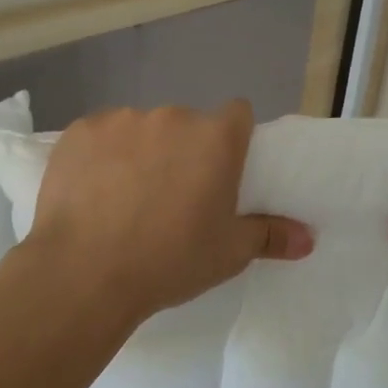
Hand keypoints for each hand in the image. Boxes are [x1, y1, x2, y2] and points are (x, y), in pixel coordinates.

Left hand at [25, 101, 313, 323]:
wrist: (84, 273)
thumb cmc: (169, 260)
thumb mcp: (229, 253)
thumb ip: (270, 236)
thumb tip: (308, 239)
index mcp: (215, 138)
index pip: (238, 114)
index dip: (233, 139)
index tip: (221, 171)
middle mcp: (172, 117)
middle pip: (187, 125)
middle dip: (184, 150)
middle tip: (173, 196)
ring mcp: (121, 119)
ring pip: (142, 129)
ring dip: (142, 151)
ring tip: (126, 197)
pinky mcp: (79, 131)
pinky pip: (100, 136)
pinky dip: (101, 156)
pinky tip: (92, 192)